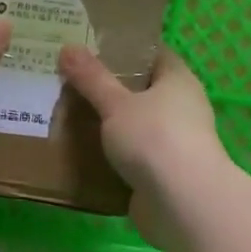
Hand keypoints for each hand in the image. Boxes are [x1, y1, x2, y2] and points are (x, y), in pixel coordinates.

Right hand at [59, 46, 229, 237]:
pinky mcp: (164, 174)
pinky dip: (111, 155)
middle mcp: (181, 108)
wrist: (183, 204)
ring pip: (135, 125)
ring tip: (69, 115)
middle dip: (108, 88)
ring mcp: (174, 143)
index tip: (89, 47)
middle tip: (70, 81)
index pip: (152, 54)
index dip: (123, 49)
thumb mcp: (116, 103)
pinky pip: (132, 156)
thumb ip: (91, 77)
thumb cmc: (154, 138)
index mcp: (178, 80)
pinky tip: (82, 153)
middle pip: (141, 90)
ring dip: (108, 124)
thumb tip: (67, 47)